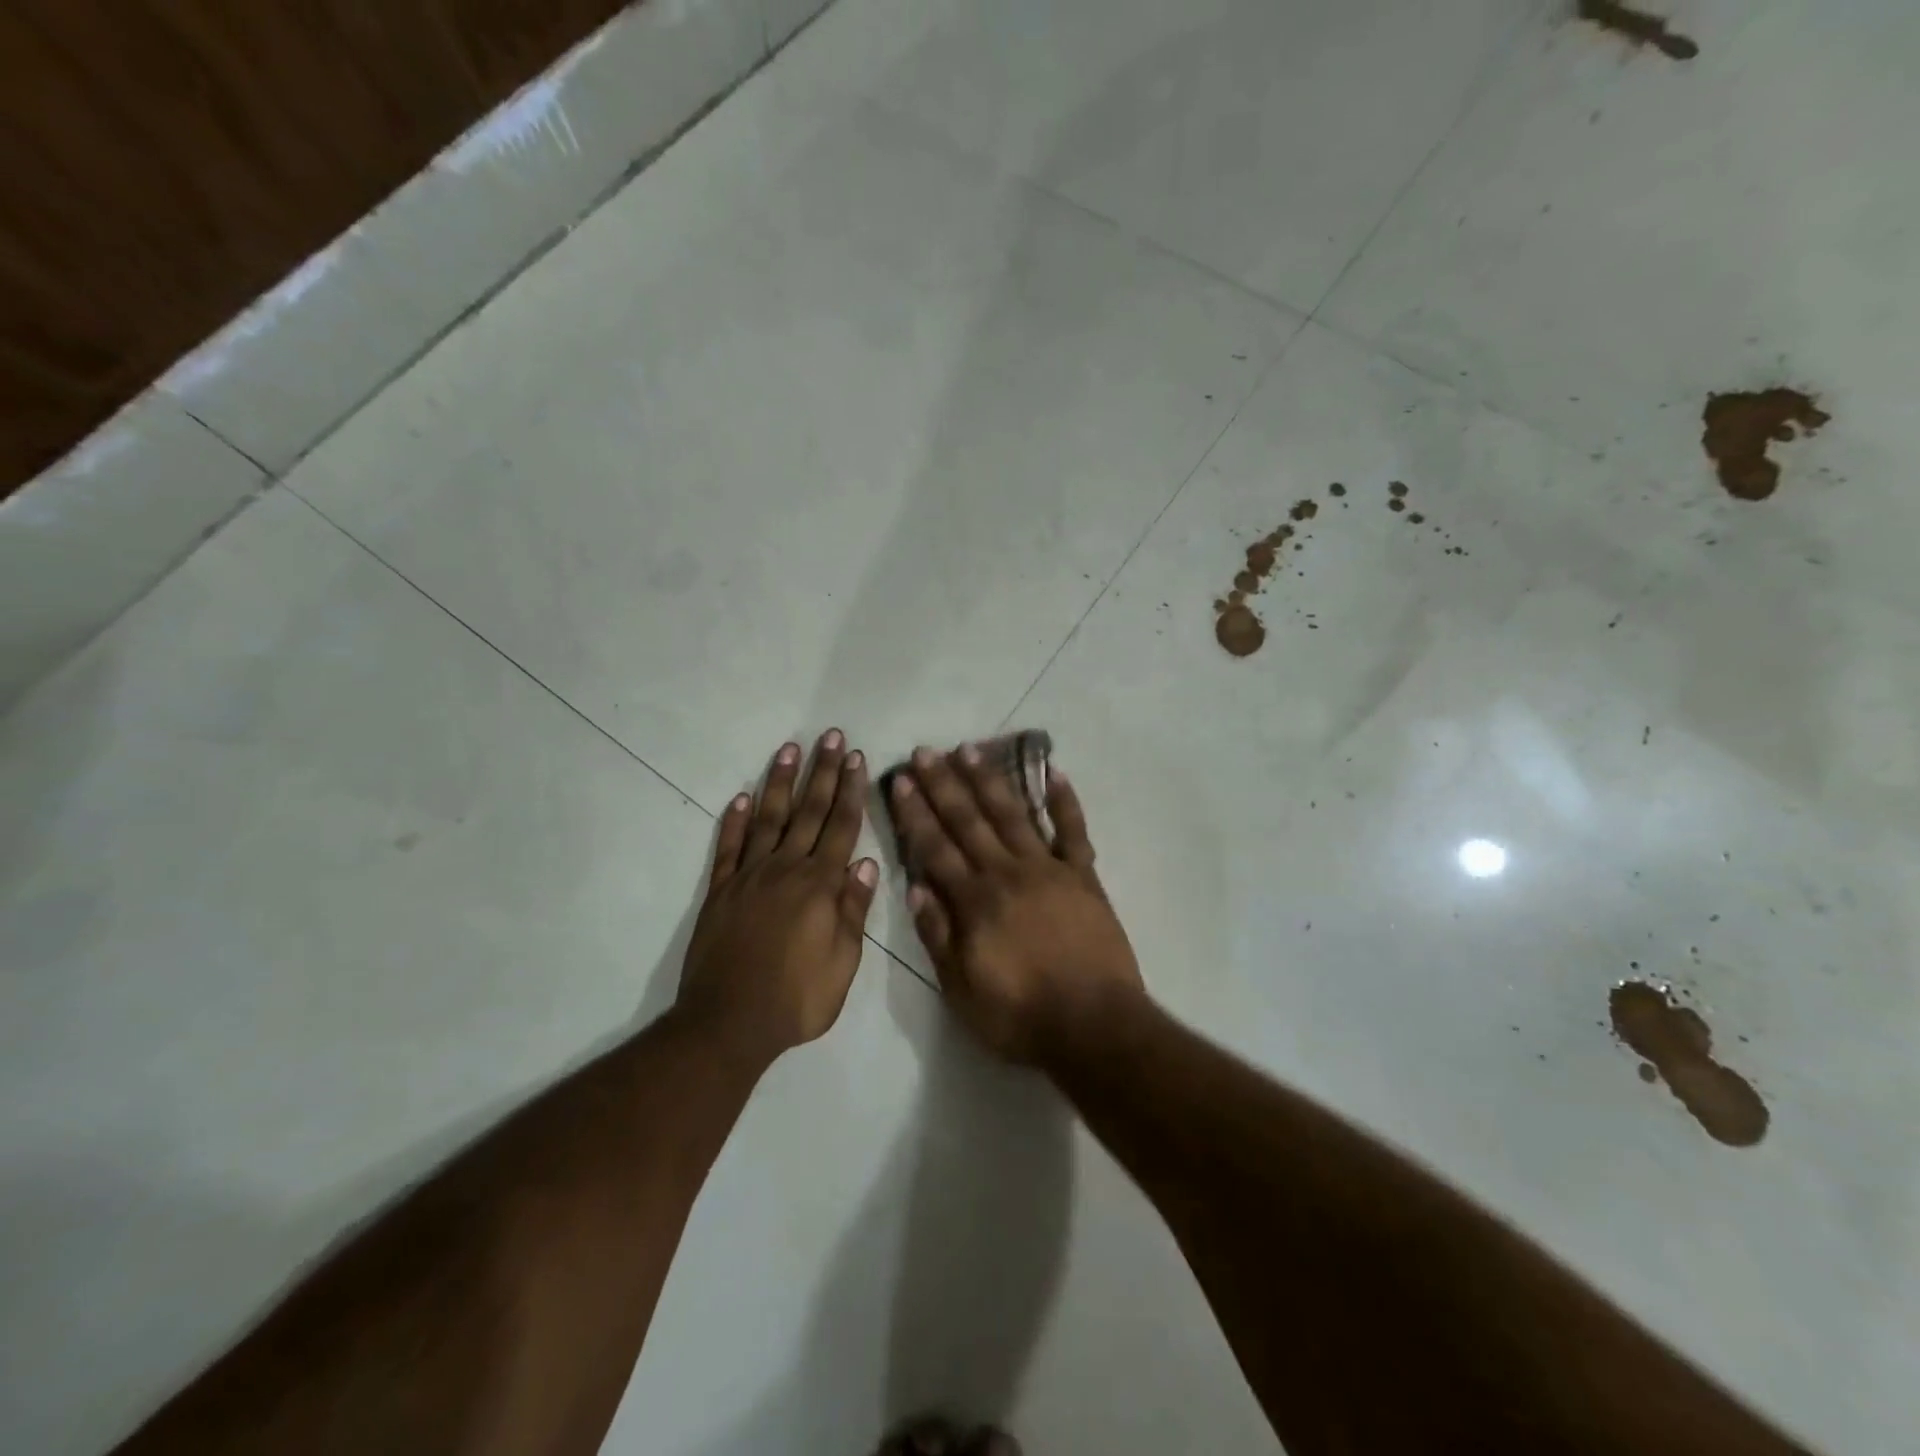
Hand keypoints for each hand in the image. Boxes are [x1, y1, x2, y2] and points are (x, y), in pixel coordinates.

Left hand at [678, 731, 878, 1065]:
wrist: (728, 1023)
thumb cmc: (796, 1000)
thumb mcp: (842, 964)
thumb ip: (852, 911)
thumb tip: (864, 864)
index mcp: (820, 886)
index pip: (841, 827)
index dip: (850, 791)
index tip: (856, 758)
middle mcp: (785, 870)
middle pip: (808, 812)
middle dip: (822, 772)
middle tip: (830, 737)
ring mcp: (749, 877)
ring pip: (769, 819)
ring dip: (780, 782)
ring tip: (789, 750)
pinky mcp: (720, 891)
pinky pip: (728, 848)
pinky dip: (734, 821)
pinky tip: (741, 797)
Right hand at [889, 745, 1144, 1063]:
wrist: (1094, 1026)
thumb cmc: (1020, 1015)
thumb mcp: (961, 989)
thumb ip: (937, 935)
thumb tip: (914, 886)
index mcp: (975, 901)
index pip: (935, 848)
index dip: (915, 813)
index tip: (901, 780)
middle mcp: (1007, 873)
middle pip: (969, 821)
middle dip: (944, 785)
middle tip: (925, 751)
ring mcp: (1049, 870)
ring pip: (1013, 815)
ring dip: (989, 780)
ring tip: (970, 749)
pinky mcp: (1083, 876)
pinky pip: (1073, 830)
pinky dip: (1064, 801)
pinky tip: (1054, 772)